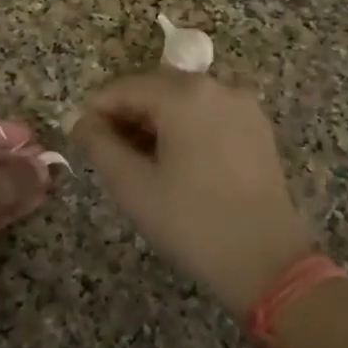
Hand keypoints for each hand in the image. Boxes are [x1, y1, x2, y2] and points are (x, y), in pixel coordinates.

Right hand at [71, 71, 313, 317]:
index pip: (124, 88)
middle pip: (155, 89)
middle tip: (108, 154)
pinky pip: (209, 114)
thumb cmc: (192, 222)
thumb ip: (99, 145)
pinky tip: (176, 162)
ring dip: (156, 122)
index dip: (96, 111)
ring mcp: (242, 105)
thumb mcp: (133, 185)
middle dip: (127, 115)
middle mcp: (216, 86)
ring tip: (140, 162)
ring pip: (183, 101)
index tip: (80, 139)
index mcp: (183, 95)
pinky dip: (185, 128)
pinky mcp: (257, 126)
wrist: (267, 261)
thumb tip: (79, 121)